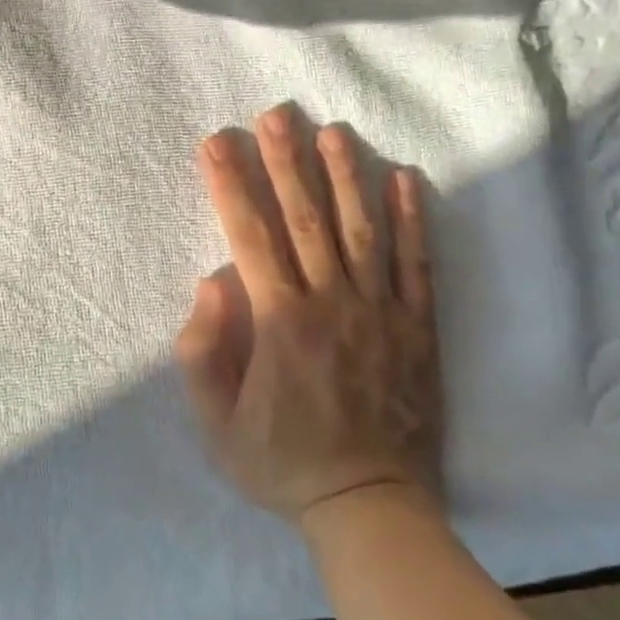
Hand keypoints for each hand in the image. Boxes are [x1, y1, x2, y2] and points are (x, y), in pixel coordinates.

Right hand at [176, 105, 444, 526]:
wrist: (370, 505)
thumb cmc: (285, 464)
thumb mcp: (217, 426)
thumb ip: (203, 353)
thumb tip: (211, 281)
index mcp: (280, 323)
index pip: (249, 238)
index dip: (231, 185)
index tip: (217, 142)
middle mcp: (331, 303)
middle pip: (305, 219)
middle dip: (287, 161)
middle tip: (277, 114)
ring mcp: (379, 310)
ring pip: (361, 228)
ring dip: (346, 175)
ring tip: (333, 130)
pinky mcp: (416, 325)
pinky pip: (416, 263)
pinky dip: (412, 219)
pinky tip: (404, 178)